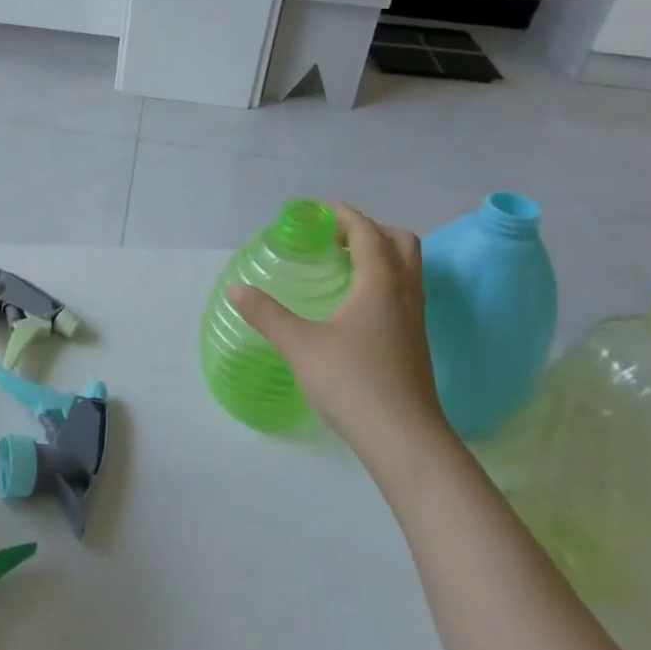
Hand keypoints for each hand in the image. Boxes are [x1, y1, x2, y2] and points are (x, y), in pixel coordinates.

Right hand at [227, 204, 455, 494]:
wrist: (404, 438)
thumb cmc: (353, 383)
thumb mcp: (300, 346)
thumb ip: (266, 314)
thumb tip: (236, 288)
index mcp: (380, 285)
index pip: (368, 234)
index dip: (346, 216)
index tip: (321, 211)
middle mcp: (404, 295)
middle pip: (401, 243)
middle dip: (371, 230)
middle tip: (336, 238)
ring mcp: (414, 321)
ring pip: (407, 270)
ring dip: (380, 255)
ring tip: (343, 266)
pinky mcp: (414, 344)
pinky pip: (403, 293)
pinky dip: (383, 281)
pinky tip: (354, 306)